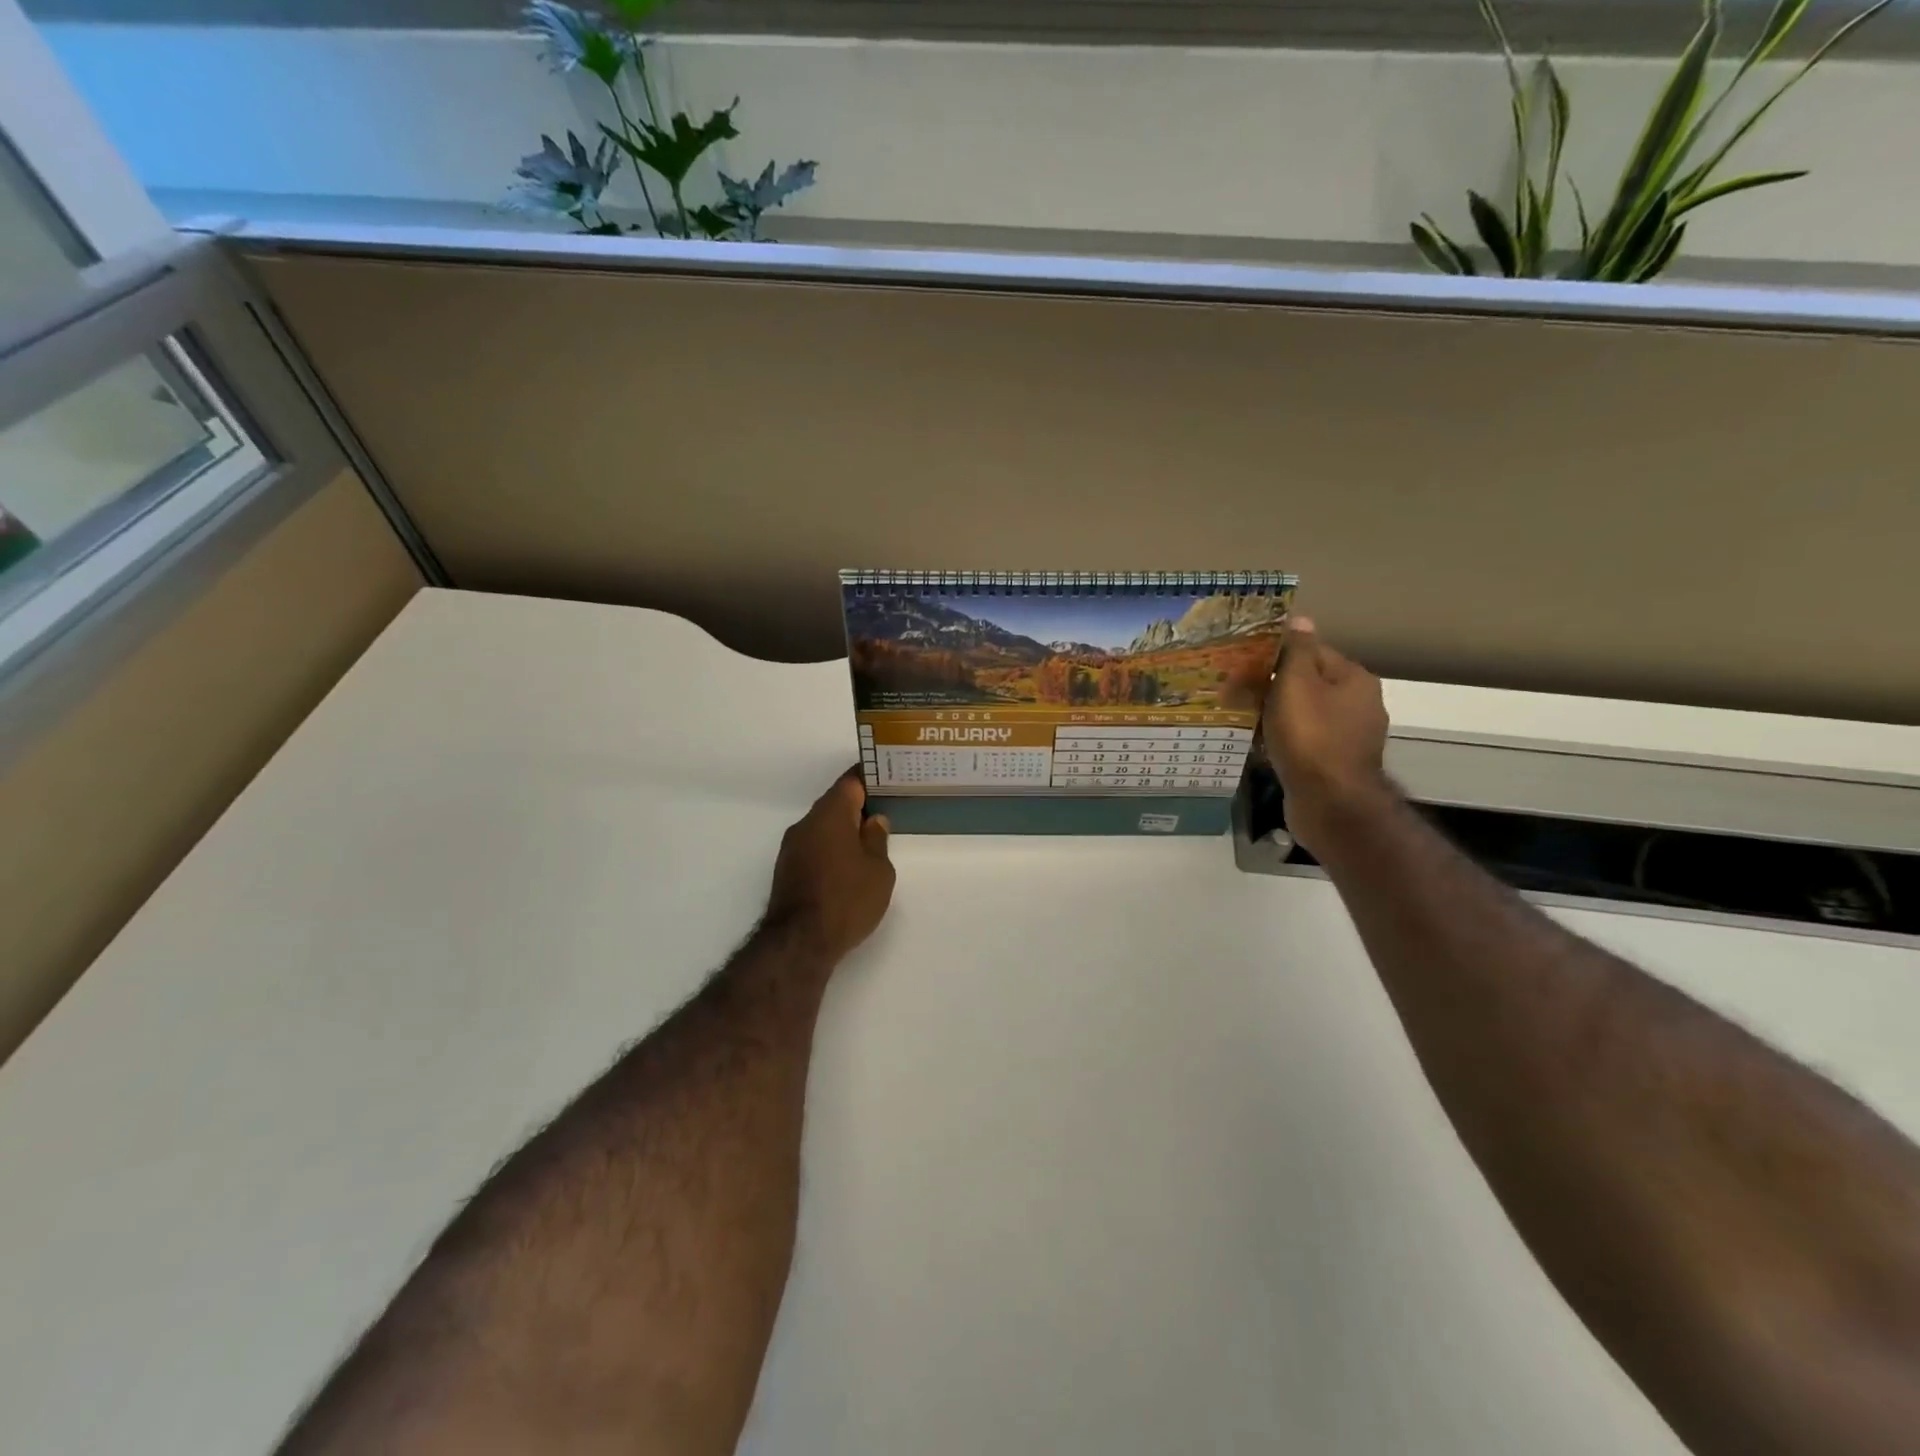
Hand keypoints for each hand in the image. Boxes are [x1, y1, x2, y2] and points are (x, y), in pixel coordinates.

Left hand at [765, 769, 895, 964]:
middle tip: (885, 810)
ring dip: (843, 830)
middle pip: (834, 803)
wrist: (800, 942)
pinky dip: (831, 848)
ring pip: (822, 827)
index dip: (869, 778)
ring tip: (869, 840)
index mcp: (830, 815)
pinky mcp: (786, 870)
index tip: (887, 778)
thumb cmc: (847, 899)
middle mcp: (806, 824)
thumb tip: (873, 821)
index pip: (850, 782)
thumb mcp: (879, 870)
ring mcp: (792, 847)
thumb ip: (877, 839)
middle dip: (858, 805)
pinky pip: (814, 846)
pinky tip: (847, 864)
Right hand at [1262, 616, 1392, 854]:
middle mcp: (1359, 703)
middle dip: (1273, 685)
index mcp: (1353, 678)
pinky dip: (1282, 739)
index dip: (1276, 653)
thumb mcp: (1296, 684)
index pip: (1311, 650)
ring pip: (1303, 713)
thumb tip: (1300, 618)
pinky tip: (1260, 745)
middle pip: (1307, 682)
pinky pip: (1303, 740)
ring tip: (1242, 717)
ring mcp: (1349, 736)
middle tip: (1235, 690)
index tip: (1244, 661)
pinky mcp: (1335, 763)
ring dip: (1275, 714)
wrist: (1330, 803)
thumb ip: (1296, 651)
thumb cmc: (1311, 737)